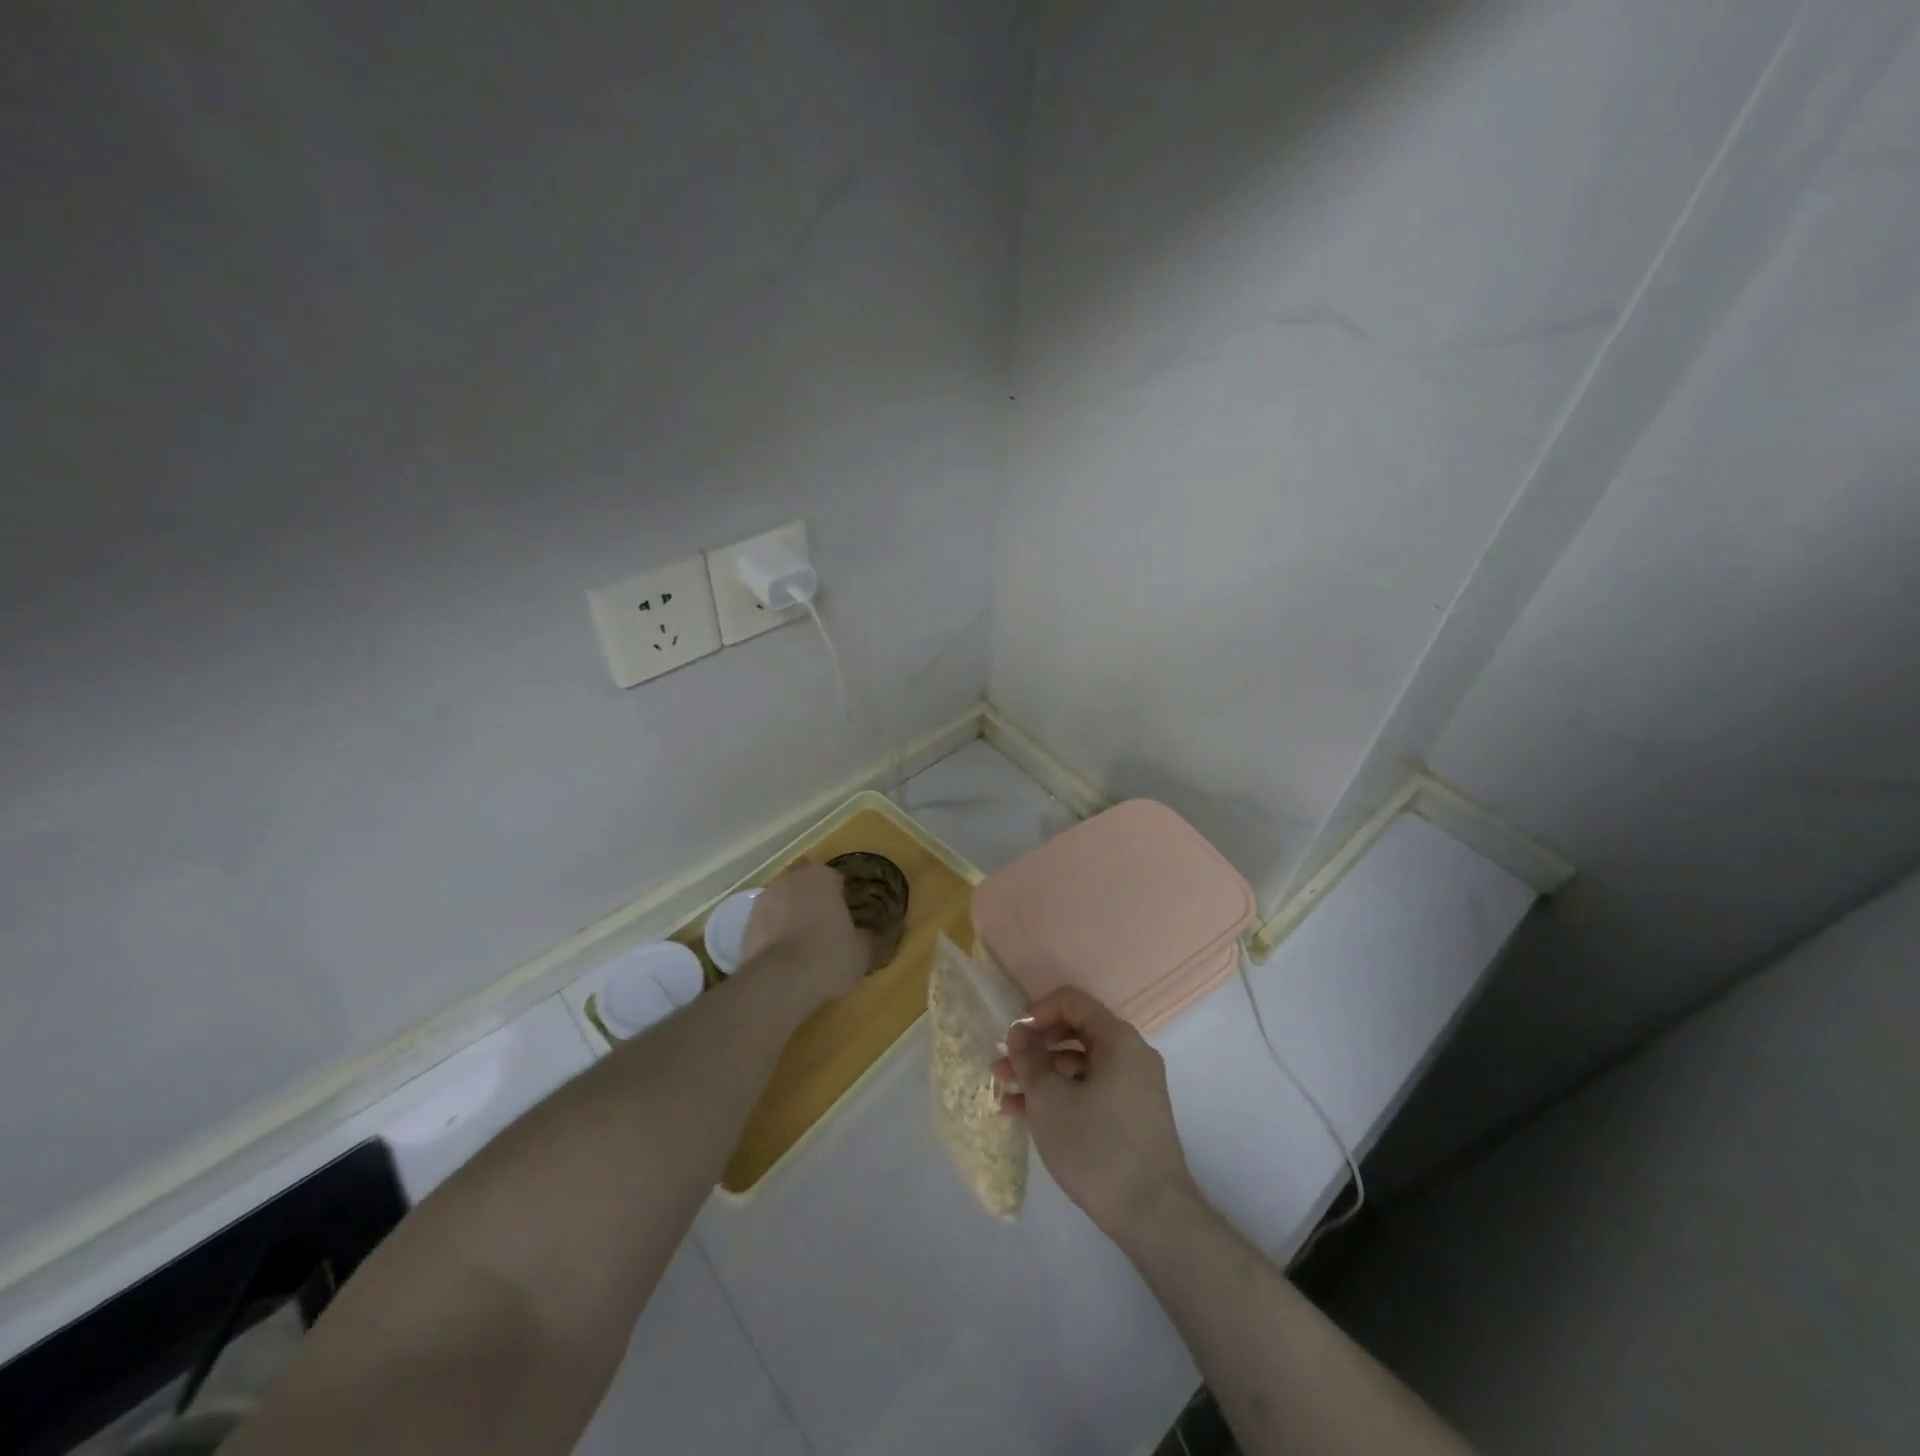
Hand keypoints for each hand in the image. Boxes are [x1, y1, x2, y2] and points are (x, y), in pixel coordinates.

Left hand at [740, 863, 869, 1002]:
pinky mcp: (745, 926)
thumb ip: (863, 937)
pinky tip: (783, 959)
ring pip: (781, 903)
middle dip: (810, 900)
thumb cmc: (829, 955)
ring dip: (788, 916)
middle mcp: (789, 881)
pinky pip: (765, 925)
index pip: (832, 877)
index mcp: (821, 877)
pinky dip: (773, 935)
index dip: (838, 895)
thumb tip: (863, 936)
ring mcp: (763, 902)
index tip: (843, 914)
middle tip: (822, 926)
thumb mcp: (861, 951)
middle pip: (802, 885)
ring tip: (800, 945)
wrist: (780, 981)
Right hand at [994, 986, 1197, 1238]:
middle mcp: (1131, 1054)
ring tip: (1006, 1097)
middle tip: (1002, 1068)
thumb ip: (1029, 1059)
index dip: (1036, 1012)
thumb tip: (1019, 1032)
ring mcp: (1135, 1086)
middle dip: (1035, 1049)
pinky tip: (1028, 1117)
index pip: (1072, 1002)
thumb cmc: (1097, 1147)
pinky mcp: (1133, 1115)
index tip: (1013, 1038)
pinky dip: (1062, 1096)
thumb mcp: (1049, 1100)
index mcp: (1118, 1039)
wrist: (1153, 1215)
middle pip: (1075, 1033)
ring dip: (1042, 1076)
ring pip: (1080, 1065)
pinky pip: (1091, 1089)